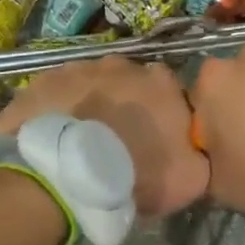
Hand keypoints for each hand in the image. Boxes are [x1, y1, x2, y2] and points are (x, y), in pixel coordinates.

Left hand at [0, 58, 207, 219]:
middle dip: (125, 105)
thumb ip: (199, 156)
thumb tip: (195, 150)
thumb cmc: (134, 173)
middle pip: (129, 84)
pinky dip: (59, 110)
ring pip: (92, 85)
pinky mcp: (45, 79)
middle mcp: (123, 65)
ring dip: (91, 105)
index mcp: (162, 83)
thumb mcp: (190, 179)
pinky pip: (58, 93)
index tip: (154, 141)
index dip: (163, 116)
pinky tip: (53, 136)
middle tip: (116, 141)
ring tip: (80, 141)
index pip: (170, 92)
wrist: (66, 173)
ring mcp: (81, 67)